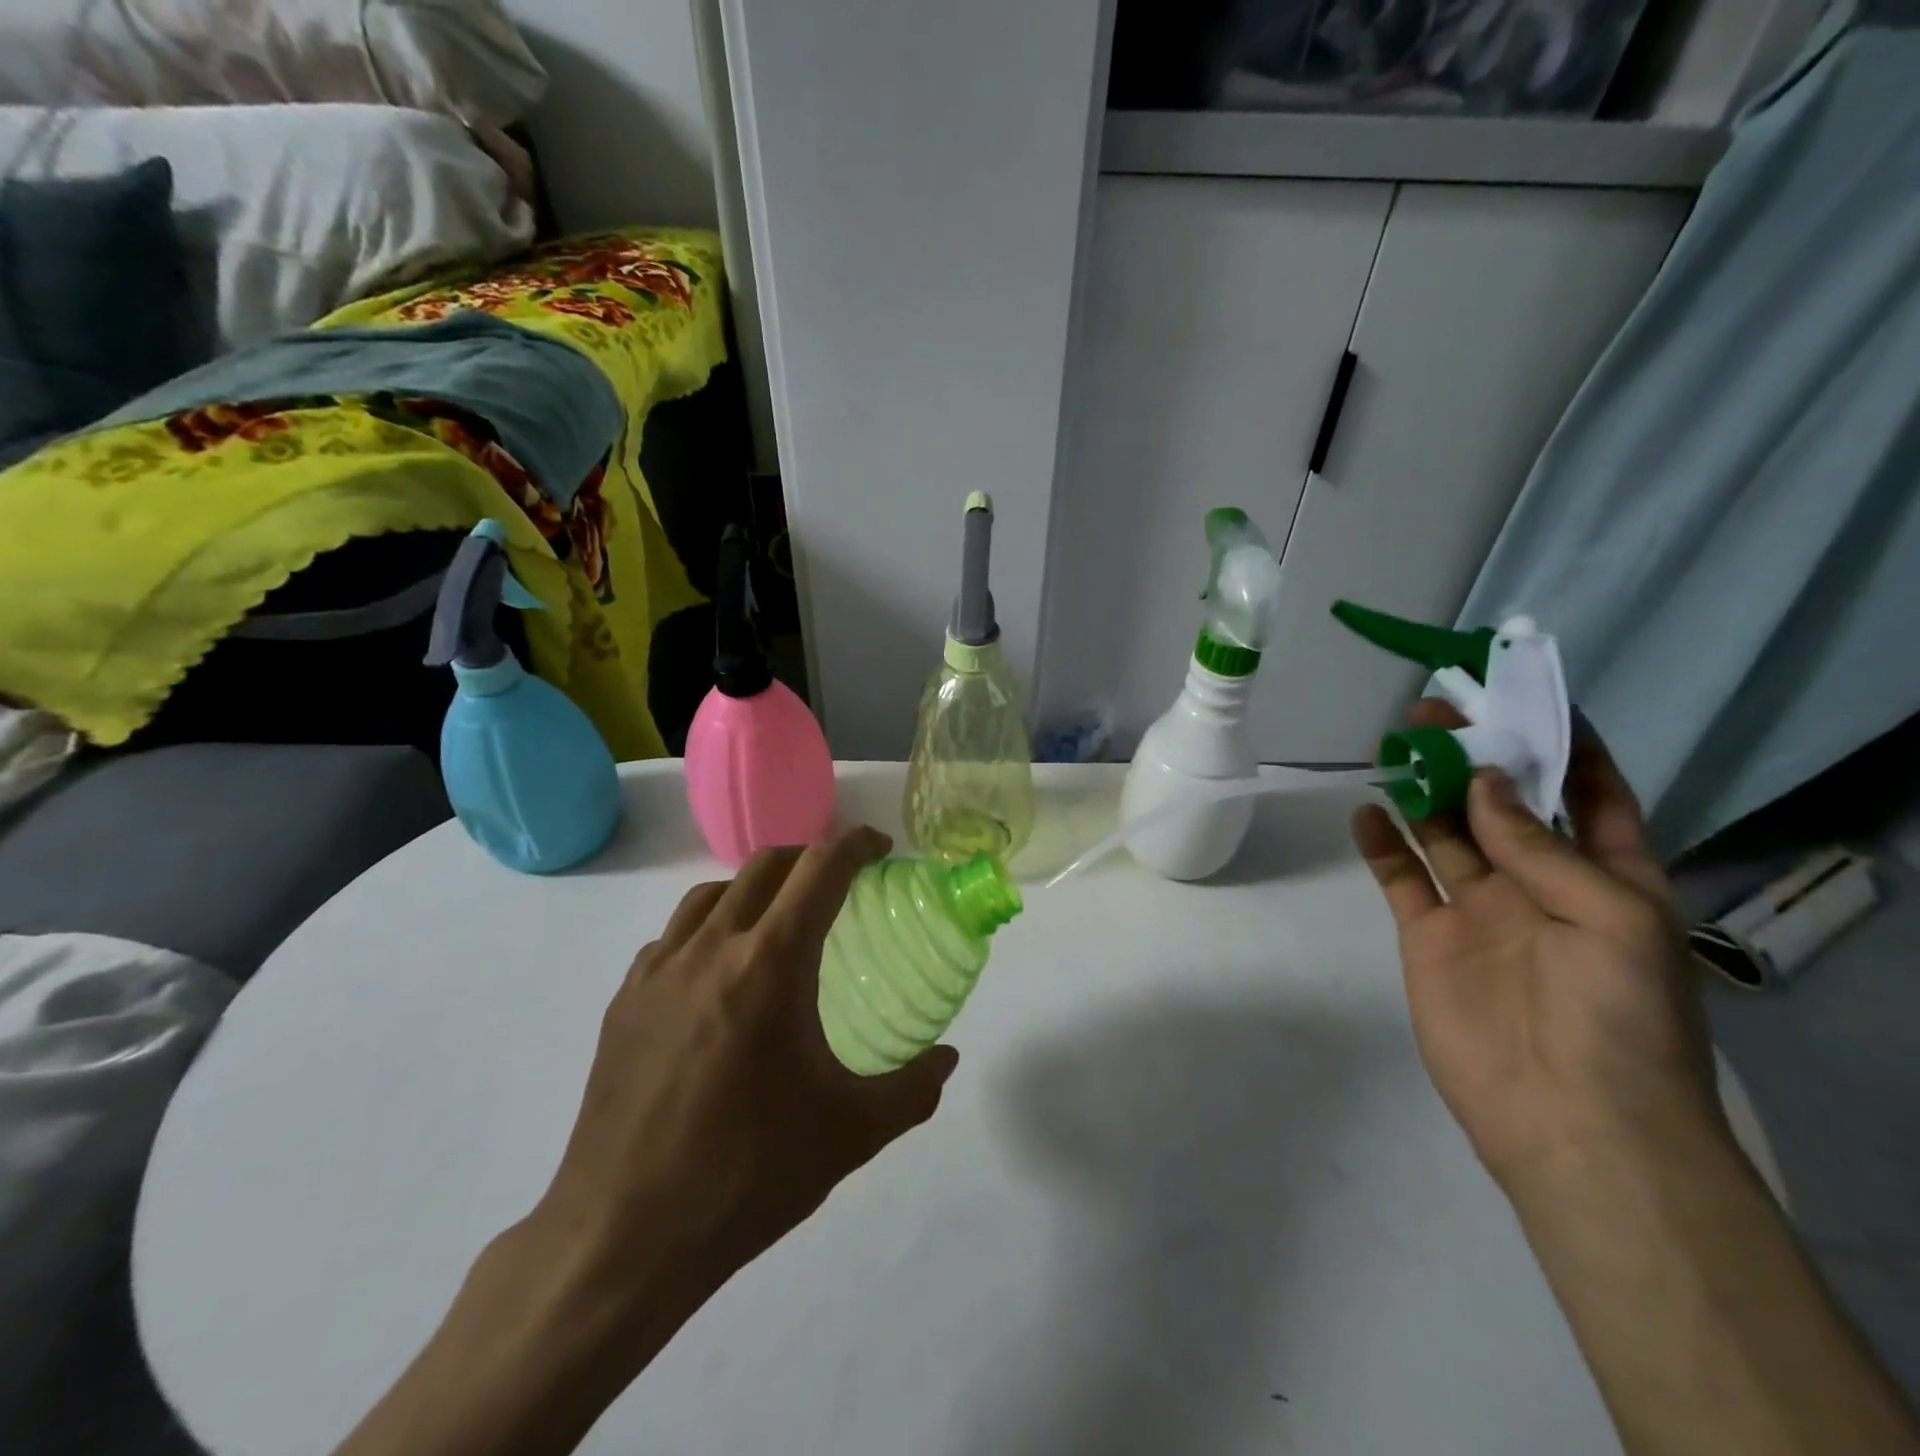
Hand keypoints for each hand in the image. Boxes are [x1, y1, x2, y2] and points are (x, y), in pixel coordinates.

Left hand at [523, 827, 957, 1346]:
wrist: (621, 1238)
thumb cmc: (746, 1176)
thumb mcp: (850, 1135)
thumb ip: (913, 1089)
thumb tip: (948, 1057)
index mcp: (769, 965)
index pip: (820, 869)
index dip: (855, 844)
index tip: (880, 847)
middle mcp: (710, 949)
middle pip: (765, 865)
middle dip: (810, 856)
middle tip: (840, 882)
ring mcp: (657, 971)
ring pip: (713, 894)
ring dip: (756, 887)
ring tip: (780, 921)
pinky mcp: (623, 1000)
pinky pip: (674, 936)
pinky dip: (710, 928)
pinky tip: (720, 975)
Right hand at [1351, 703, 1726, 1191]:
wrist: (1568, 1118)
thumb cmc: (1618, 1014)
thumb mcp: (1609, 917)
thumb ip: (1539, 846)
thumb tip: (1485, 781)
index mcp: (1607, 878)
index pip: (1589, 796)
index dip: (1563, 746)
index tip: (1524, 698)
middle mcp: (1540, 884)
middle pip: (1502, 804)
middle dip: (1474, 757)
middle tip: (1433, 713)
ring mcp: (1479, 909)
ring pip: (1445, 833)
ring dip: (1423, 792)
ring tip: (1395, 747)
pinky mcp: (1428, 935)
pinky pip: (1400, 877)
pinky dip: (1381, 844)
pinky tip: (1365, 812)